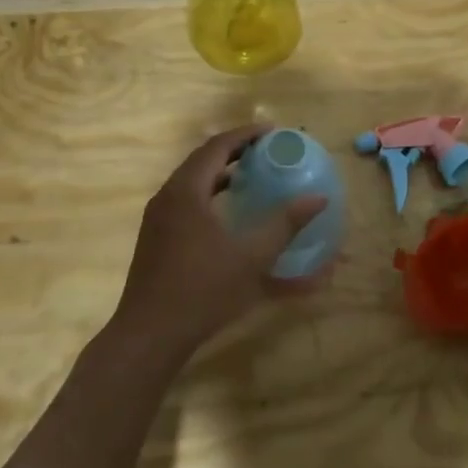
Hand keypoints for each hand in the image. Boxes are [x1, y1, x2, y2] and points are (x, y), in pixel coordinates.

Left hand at [114, 125, 328, 357]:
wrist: (149, 336)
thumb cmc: (203, 291)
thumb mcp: (251, 258)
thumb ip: (285, 225)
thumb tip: (318, 198)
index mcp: (186, 192)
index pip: (217, 146)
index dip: (246, 135)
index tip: (273, 132)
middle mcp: (168, 198)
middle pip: (202, 160)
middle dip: (234, 151)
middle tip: (265, 150)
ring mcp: (158, 220)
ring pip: (192, 183)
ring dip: (221, 174)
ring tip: (251, 175)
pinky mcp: (156, 240)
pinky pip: (186, 203)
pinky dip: (210, 196)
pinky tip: (229, 214)